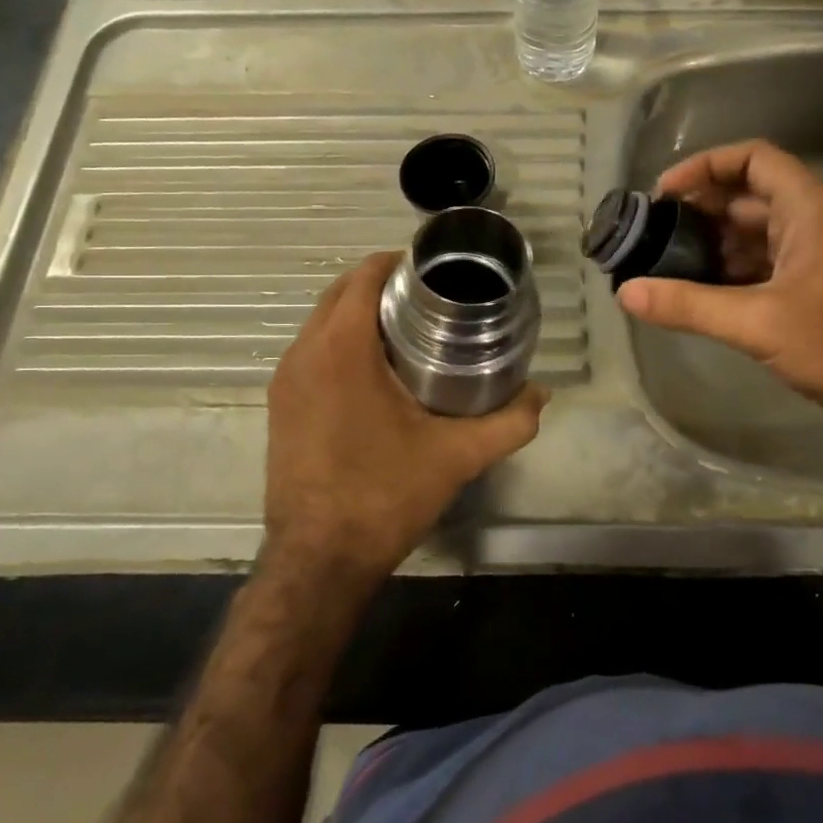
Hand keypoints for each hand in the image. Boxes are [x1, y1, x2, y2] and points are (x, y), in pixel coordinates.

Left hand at [263, 251, 546, 585]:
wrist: (318, 560)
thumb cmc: (384, 495)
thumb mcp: (457, 456)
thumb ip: (508, 422)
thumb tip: (542, 395)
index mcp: (340, 348)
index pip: (364, 275)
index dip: (400, 263)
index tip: (437, 272)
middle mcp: (304, 353)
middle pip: (340, 292)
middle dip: (382, 284)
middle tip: (432, 299)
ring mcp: (285, 380)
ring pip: (322, 321)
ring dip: (359, 313)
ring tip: (410, 328)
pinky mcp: (280, 405)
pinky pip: (312, 351)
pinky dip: (341, 341)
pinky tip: (378, 370)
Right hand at [618, 139, 822, 452]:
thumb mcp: (759, 322)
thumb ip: (689, 305)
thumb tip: (626, 293)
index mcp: (811, 209)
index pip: (754, 159)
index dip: (706, 166)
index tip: (663, 193)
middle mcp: (812, 223)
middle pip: (747, 197)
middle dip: (698, 210)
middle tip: (649, 233)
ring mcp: (812, 259)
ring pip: (751, 235)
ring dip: (710, 245)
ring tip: (660, 264)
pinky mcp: (810, 292)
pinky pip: (760, 268)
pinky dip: (726, 274)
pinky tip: (692, 294)